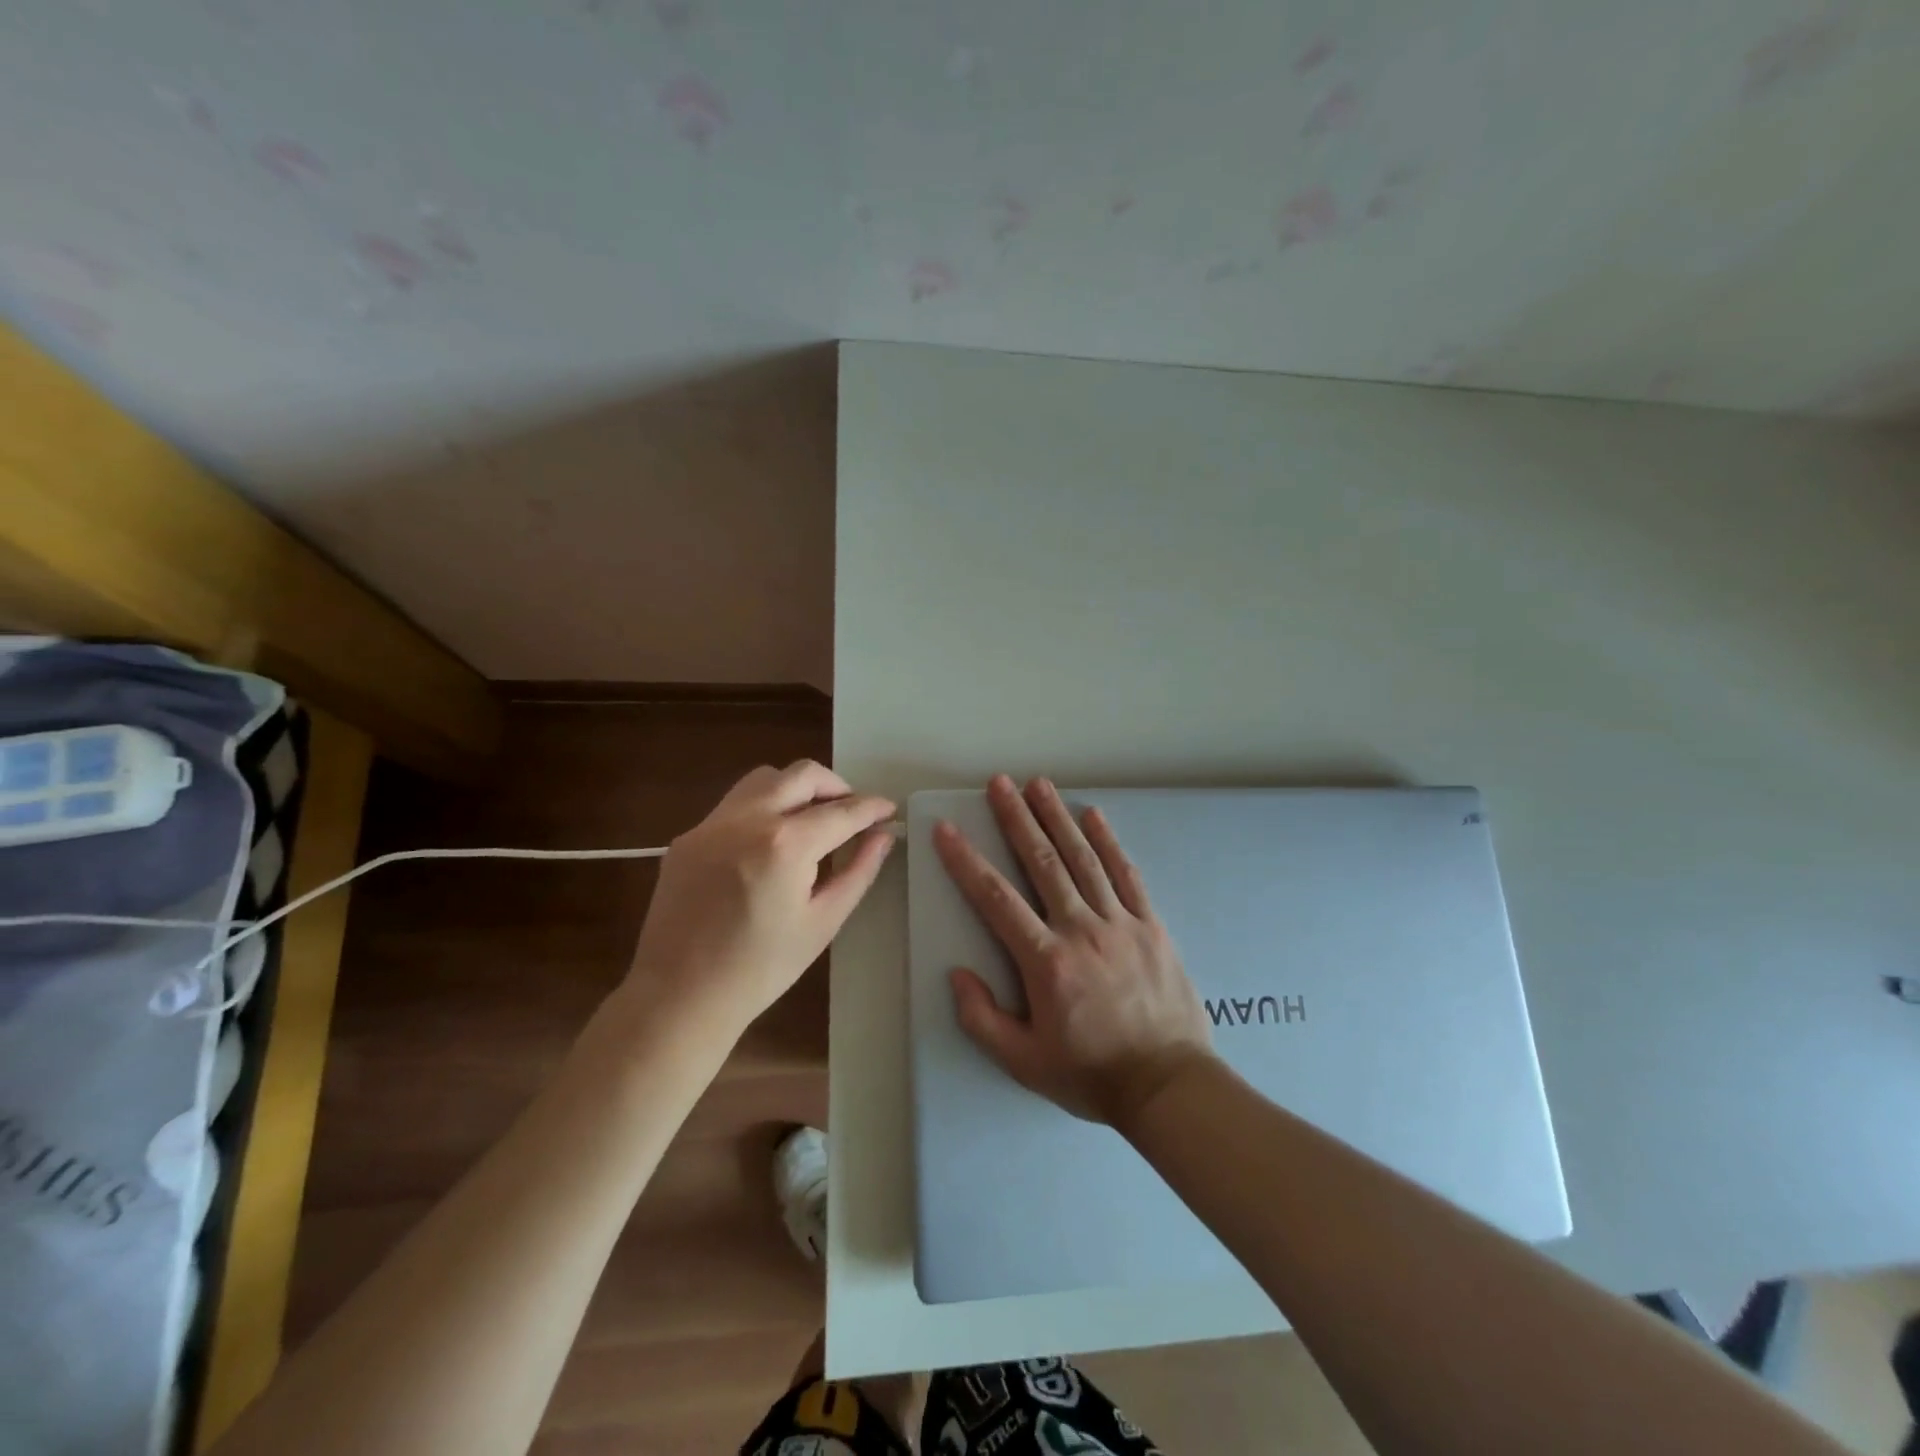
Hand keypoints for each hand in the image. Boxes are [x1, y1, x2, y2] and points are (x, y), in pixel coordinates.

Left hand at [631, 760, 893, 1036]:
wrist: (679, 997)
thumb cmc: (761, 969)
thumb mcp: (823, 922)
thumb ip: (858, 871)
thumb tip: (883, 836)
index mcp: (785, 845)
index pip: (841, 811)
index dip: (872, 808)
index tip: (889, 810)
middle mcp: (747, 819)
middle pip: (802, 775)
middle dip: (837, 786)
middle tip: (852, 812)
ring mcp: (712, 824)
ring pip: (764, 779)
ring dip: (796, 788)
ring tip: (811, 820)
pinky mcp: (688, 837)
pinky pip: (734, 805)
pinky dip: (763, 809)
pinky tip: (769, 844)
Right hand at [933, 774, 1214, 1127]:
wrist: (1168, 1086)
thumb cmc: (1091, 1074)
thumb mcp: (1024, 1062)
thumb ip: (982, 1019)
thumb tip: (957, 973)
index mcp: (1046, 960)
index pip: (996, 898)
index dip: (966, 861)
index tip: (947, 830)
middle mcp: (1081, 928)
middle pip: (1042, 862)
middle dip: (1017, 818)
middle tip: (1000, 783)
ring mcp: (1120, 922)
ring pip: (1083, 858)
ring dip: (1058, 818)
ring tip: (1039, 784)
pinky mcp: (1151, 925)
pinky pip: (1126, 874)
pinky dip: (1109, 842)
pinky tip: (1093, 816)